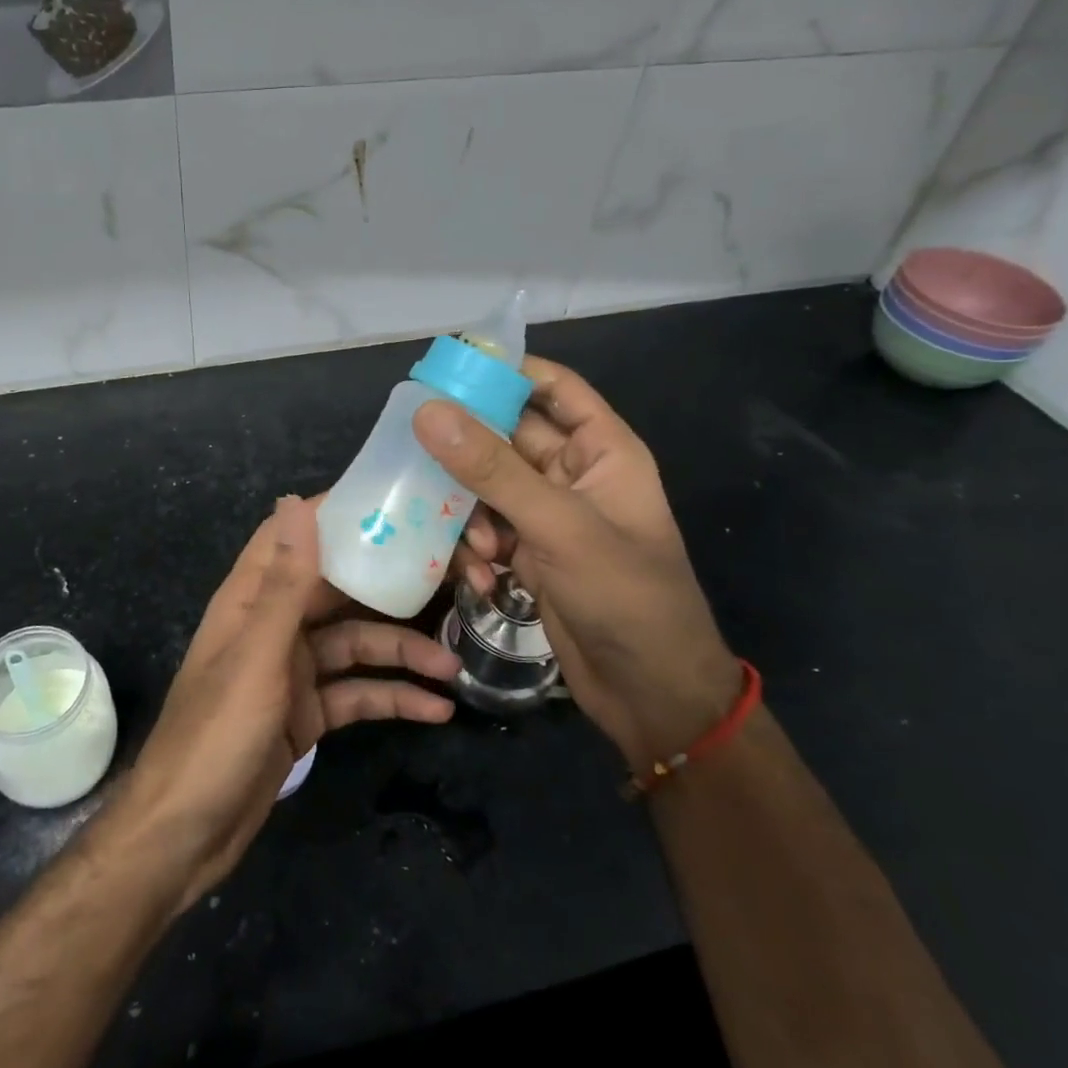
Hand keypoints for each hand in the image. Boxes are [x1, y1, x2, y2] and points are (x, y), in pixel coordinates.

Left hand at [112, 495, 459, 908]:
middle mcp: (274, 625)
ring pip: (356, 645)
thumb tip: (296, 501)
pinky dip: (391, 698)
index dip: (336, 515)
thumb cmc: (215, 734)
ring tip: (453, 665)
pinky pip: (356, 694)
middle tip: (452, 580)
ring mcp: (292, 671)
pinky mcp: (307, 713)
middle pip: (338, 590)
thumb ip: (286, 583)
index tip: (393, 505)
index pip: (294, 537)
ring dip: (402, 653)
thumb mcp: (258, 655)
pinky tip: (436, 710)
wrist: (185, 836)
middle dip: (390, 587)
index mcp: (252, 599)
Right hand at [412, 355, 740, 768]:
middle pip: (506, 437)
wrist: (652, 698)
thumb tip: (428, 411)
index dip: (506, 371)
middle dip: (467, 449)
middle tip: (414, 448)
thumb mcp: (559, 527)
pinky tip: (481, 580)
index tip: (446, 370)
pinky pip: (486, 530)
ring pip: (487, 487)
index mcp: (602, 450)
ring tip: (477, 545)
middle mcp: (572, 475)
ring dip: (470, 512)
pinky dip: (475, 549)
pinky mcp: (529, 555)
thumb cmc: (626, 598)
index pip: (553, 387)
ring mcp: (548, 517)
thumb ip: (492, 470)